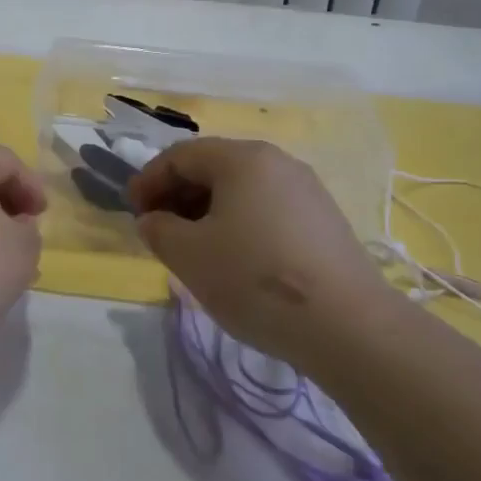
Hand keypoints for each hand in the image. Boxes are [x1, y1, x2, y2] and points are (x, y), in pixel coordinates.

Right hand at [127, 138, 399, 368]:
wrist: (348, 325)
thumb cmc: (255, 278)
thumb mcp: (190, 255)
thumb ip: (159, 230)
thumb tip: (153, 220)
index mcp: (242, 158)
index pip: (181, 156)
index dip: (149, 180)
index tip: (133, 213)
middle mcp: (276, 161)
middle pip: (213, 167)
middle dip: (178, 195)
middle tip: (159, 230)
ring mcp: (305, 189)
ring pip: (241, 189)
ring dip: (207, 210)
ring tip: (193, 247)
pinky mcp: (324, 219)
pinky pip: (267, 208)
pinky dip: (238, 222)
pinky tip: (235, 258)